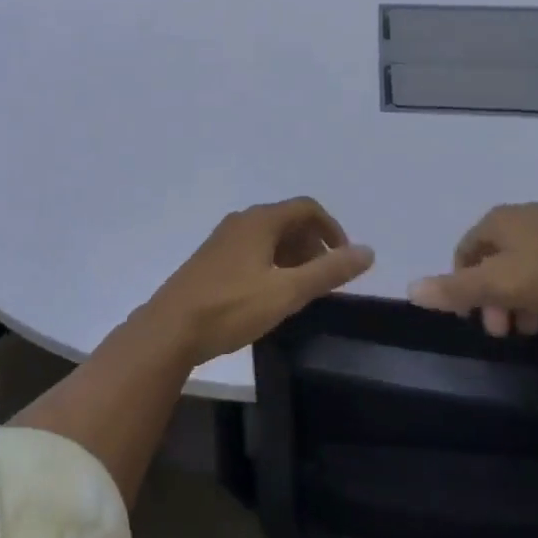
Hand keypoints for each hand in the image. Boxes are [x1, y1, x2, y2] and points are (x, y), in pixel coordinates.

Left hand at [139, 198, 374, 364]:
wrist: (170, 329)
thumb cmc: (231, 307)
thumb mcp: (287, 292)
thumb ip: (328, 272)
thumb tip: (368, 251)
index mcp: (261, 220)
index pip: (307, 208)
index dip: (332, 228)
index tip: (344, 260)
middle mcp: (242, 221)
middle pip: (288, 220)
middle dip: (313, 244)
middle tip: (324, 279)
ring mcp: (224, 239)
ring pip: (269, 237)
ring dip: (293, 256)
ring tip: (302, 290)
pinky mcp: (212, 259)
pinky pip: (253, 249)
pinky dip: (272, 263)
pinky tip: (271, 295)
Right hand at [408, 201, 537, 334]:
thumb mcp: (500, 282)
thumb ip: (456, 288)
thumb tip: (410, 289)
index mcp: (494, 223)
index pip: (463, 253)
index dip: (462, 286)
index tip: (477, 321)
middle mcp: (518, 217)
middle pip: (493, 259)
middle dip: (493, 297)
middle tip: (506, 332)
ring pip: (522, 261)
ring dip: (519, 295)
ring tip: (535, 327)